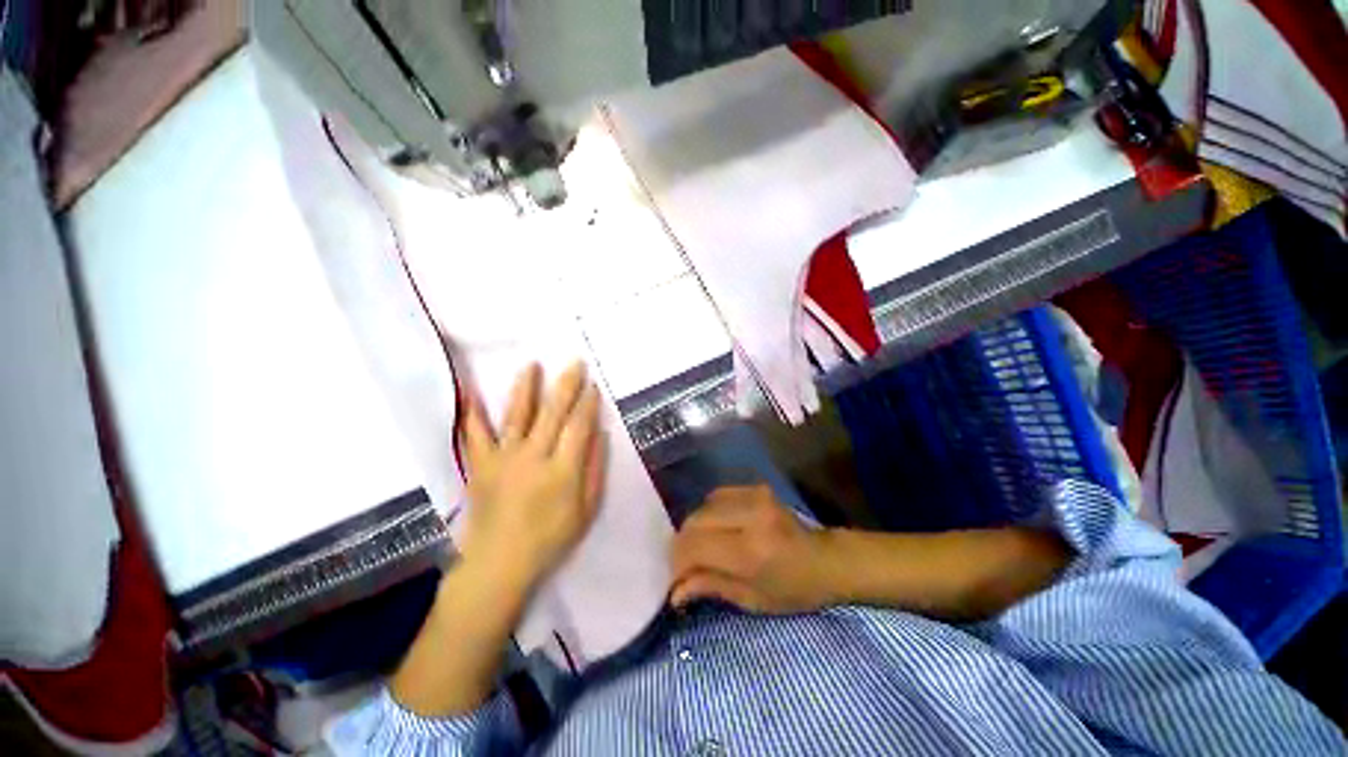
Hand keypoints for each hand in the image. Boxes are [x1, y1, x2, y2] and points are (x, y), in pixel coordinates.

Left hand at [457, 362, 606, 594]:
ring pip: (517, 416)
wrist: (500, 563)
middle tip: (573, 362)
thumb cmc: (550, 538)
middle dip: (566, 385)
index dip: (588, 404)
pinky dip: (471, 413)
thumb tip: (600, 434)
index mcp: (563, 470)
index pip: (579, 427)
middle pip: (553, 414)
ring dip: (526, 388)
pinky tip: (468, 391)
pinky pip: (475, 435)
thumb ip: (595, 469)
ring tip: (532, 365)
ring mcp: (504, 459)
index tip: (593, 385)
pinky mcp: (481, 465)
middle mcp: (534, 457)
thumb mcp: (586, 510)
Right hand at [670, 485, 835, 613]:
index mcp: (750, 550)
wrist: (825, 559)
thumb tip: (674, 591)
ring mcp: (753, 496)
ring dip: (695, 529)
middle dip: (683, 545)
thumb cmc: (793, 590)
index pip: (695, 546)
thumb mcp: (751, 600)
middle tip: (685, 565)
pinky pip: (716, 497)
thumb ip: (710, 586)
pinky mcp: (755, 487)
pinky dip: (709, 514)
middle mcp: (749, 515)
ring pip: (702, 507)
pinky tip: (717, 529)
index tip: (675, 578)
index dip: (678, 562)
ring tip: (701, 548)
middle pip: (694, 522)